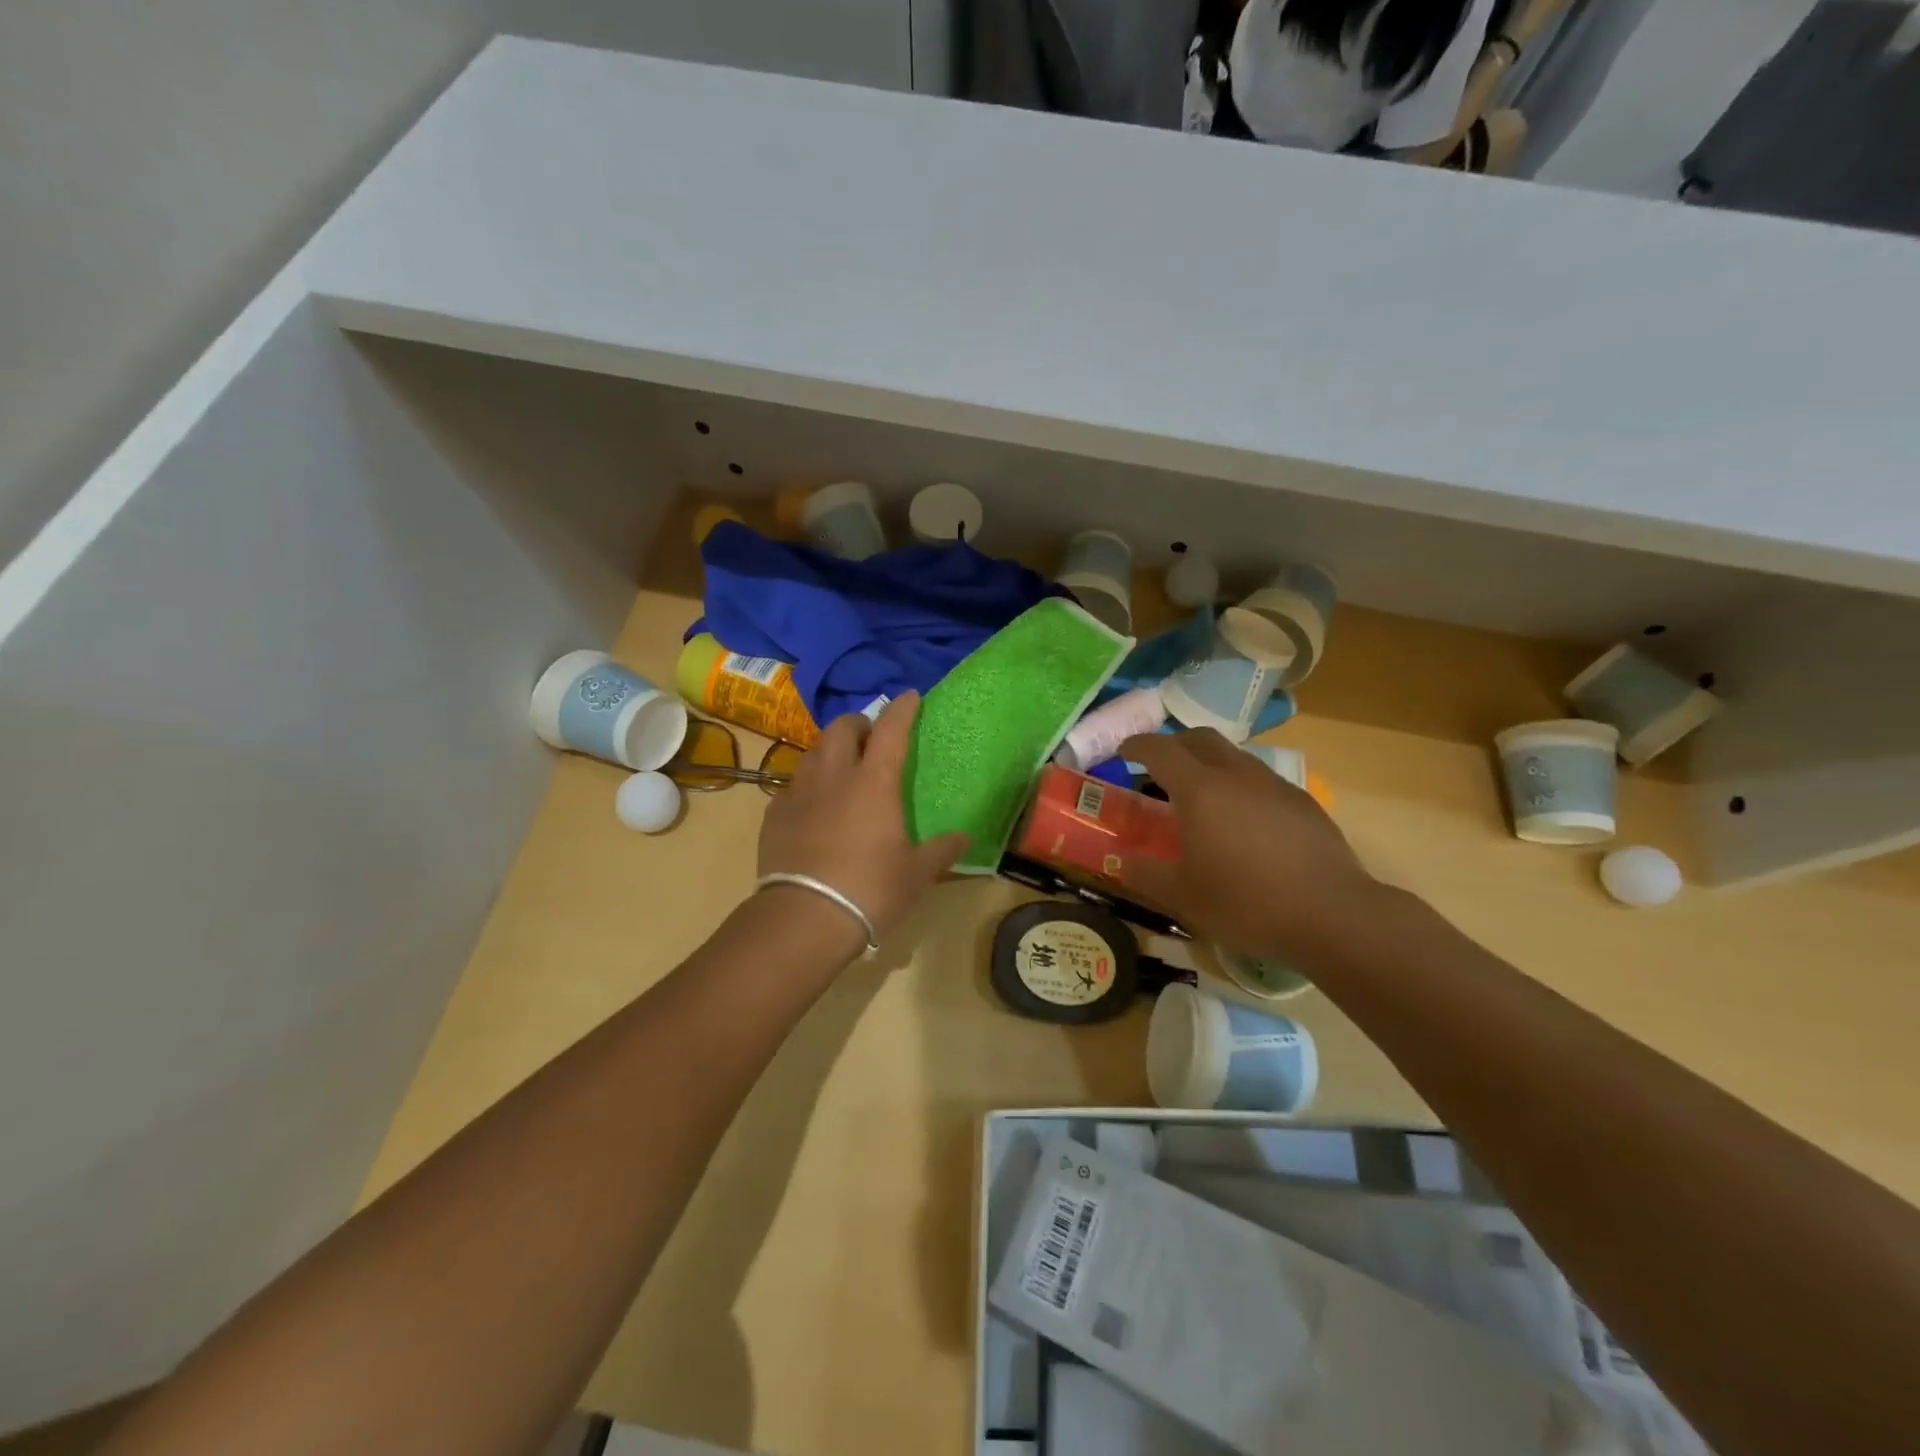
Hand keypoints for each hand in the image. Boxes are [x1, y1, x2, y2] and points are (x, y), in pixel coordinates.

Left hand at [757, 691, 968, 943]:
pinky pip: (793, 785)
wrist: (802, 918)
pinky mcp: (774, 815)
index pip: (890, 729)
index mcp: (873, 782)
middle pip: (841, 728)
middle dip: (858, 724)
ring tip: (842, 770)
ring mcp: (798, 793)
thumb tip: (964, 838)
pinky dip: (808, 785)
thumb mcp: (915, 874)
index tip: (910, 697)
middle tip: (870, 739)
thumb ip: (941, 851)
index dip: (901, 709)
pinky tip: (814, 807)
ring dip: (831, 751)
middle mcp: (833, 776)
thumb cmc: (869, 890)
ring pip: (813, 752)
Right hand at [1116, 729, 1381, 960]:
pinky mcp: (1303, 802)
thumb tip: (1119, 860)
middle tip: (1159, 768)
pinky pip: (1261, 780)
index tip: (1122, 752)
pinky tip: (1244, 823)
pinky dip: (1240, 786)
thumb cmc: (1246, 903)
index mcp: (1199, 790)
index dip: (1136, 745)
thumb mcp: (1182, 897)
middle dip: (1174, 744)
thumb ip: (1144, 873)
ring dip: (1210, 764)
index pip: (1159, 749)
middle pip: (1199, 738)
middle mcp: (1236, 775)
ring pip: (1234, 756)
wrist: (1333, 915)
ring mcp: (1274, 785)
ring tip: (1202, 797)